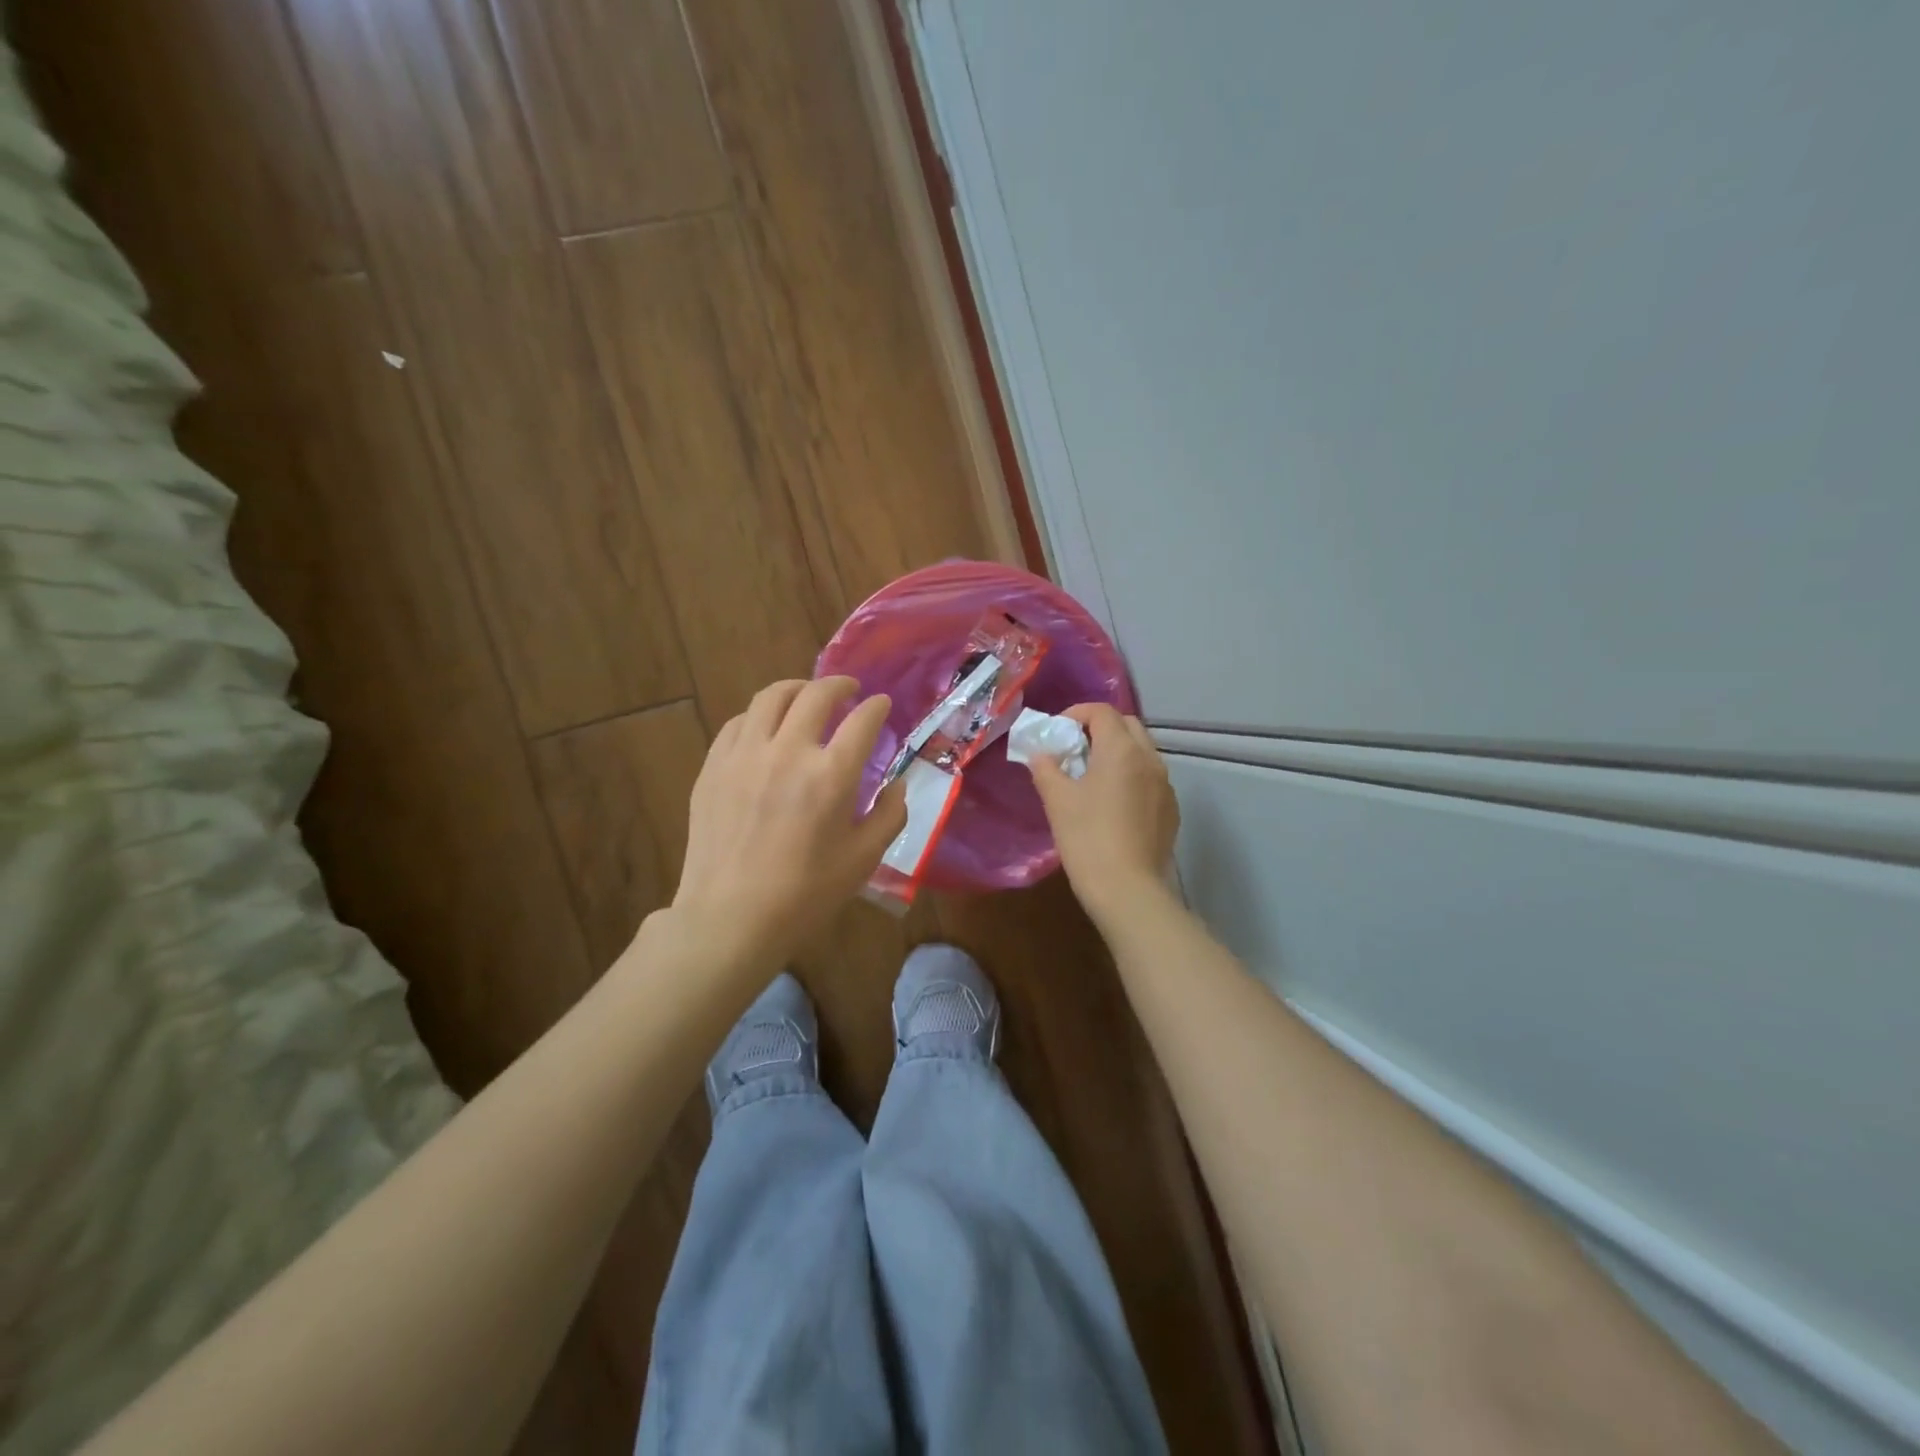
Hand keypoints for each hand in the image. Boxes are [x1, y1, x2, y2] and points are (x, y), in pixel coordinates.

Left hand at [670, 677, 906, 966]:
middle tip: (849, 690)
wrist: (730, 917)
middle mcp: (788, 752)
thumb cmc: (805, 894)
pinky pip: (738, 723)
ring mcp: (744, 755)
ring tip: (806, 696)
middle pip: (816, 695)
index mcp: (831, 775)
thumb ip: (889, 815)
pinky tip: (766, 729)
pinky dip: (759, 716)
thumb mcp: (864, 859)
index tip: (882, 705)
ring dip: (796, 688)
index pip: (862, 721)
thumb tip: (896, 784)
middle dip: (839, 685)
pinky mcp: (713, 767)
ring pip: (770, 697)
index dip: (877, 707)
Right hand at [1026, 704, 1179, 919]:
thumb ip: (1046, 768)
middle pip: (1127, 726)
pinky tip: (1114, 804)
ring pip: (1142, 752)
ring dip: (1118, 753)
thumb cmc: (1087, 838)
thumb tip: (1042, 754)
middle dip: (1100, 729)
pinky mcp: (1171, 810)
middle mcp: (1150, 759)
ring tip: (1092, 777)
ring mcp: (1165, 785)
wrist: (1127, 889)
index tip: (1057, 732)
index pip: (1101, 712)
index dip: (1076, 713)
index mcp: (1121, 749)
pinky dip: (1131, 777)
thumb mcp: (1057, 800)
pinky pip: (1150, 779)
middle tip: (1075, 750)